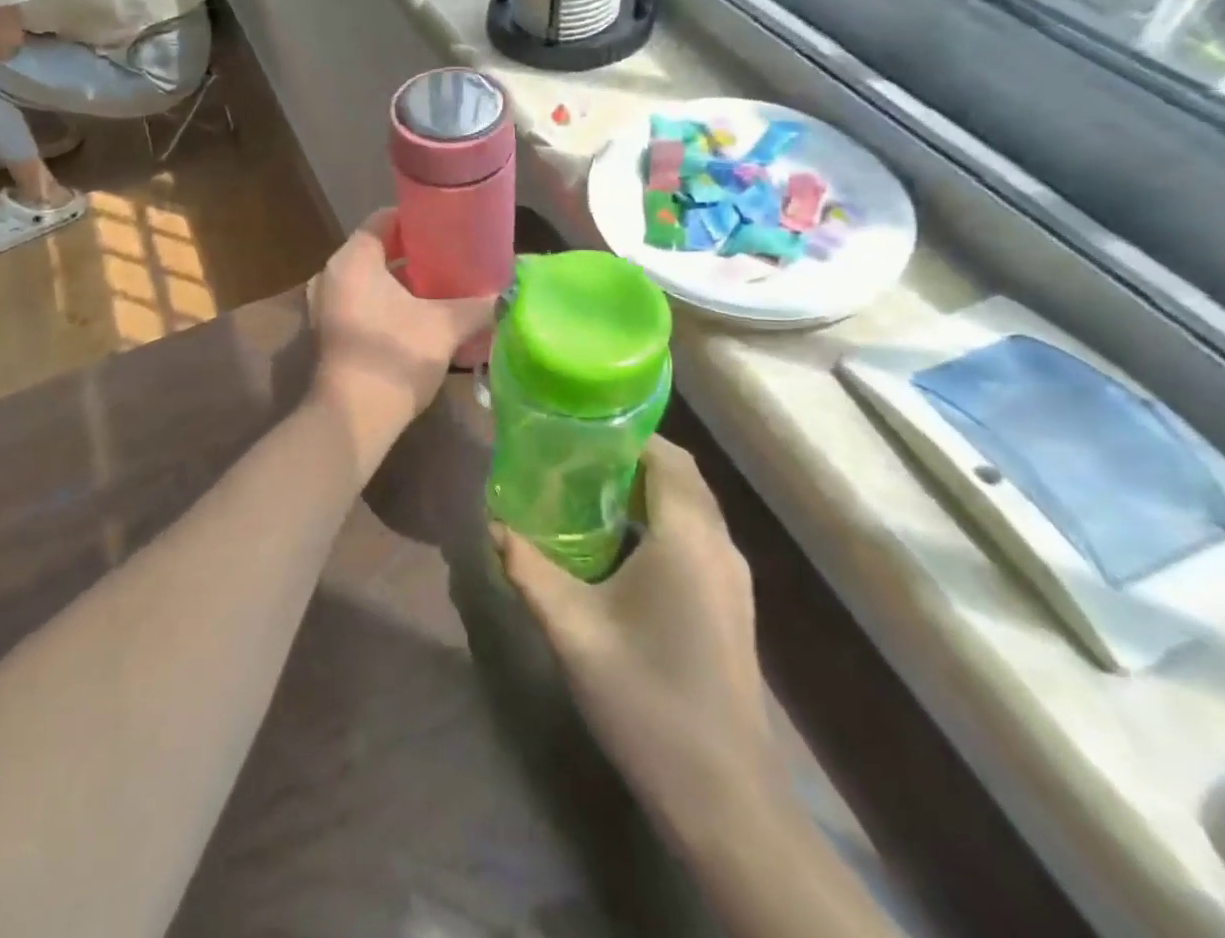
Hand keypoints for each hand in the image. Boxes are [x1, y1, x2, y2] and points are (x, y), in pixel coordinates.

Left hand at [307, 208, 493, 474]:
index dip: (416, 219)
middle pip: (376, 251)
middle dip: (413, 254)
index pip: (383, 220)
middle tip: (450, 258)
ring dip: (400, 283)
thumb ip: (479, 304)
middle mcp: (331, 276)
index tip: (447, 226)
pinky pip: (360, 304)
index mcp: (352, 260)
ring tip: (440, 287)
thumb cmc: (395, 357)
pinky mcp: (328, 334)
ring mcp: (324, 306)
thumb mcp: (445, 326)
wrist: (353, 419)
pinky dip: (386, 305)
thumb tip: (509, 293)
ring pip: (368, 281)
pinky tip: (419, 318)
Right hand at [495, 441, 779, 825]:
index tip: (579, 428)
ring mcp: (732, 577)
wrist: (723, 797)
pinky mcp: (731, 603)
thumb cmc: (646, 698)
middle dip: (633, 457)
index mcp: (687, 537)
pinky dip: (662, 519)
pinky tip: (619, 544)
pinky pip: (696, 535)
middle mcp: (719, 545)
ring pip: (692, 506)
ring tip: (588, 490)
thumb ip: (528, 570)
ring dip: (648, 489)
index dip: (627, 434)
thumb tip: (492, 525)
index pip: (667, 456)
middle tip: (575, 456)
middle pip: (682, 475)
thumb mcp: (572, 630)